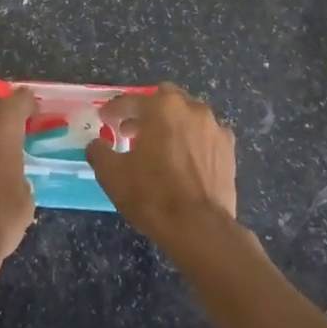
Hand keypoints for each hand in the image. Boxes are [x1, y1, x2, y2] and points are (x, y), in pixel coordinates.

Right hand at [87, 83, 237, 248]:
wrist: (200, 228)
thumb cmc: (152, 195)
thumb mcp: (112, 175)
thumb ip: (100, 152)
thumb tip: (97, 144)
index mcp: (161, 107)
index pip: (131, 101)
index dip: (114, 110)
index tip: (104, 119)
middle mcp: (191, 108)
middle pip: (165, 99)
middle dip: (147, 110)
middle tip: (133, 130)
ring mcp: (214, 127)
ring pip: (188, 115)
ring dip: (172, 124)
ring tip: (160, 146)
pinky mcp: (229, 148)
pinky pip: (206, 135)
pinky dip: (194, 140)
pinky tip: (186, 160)